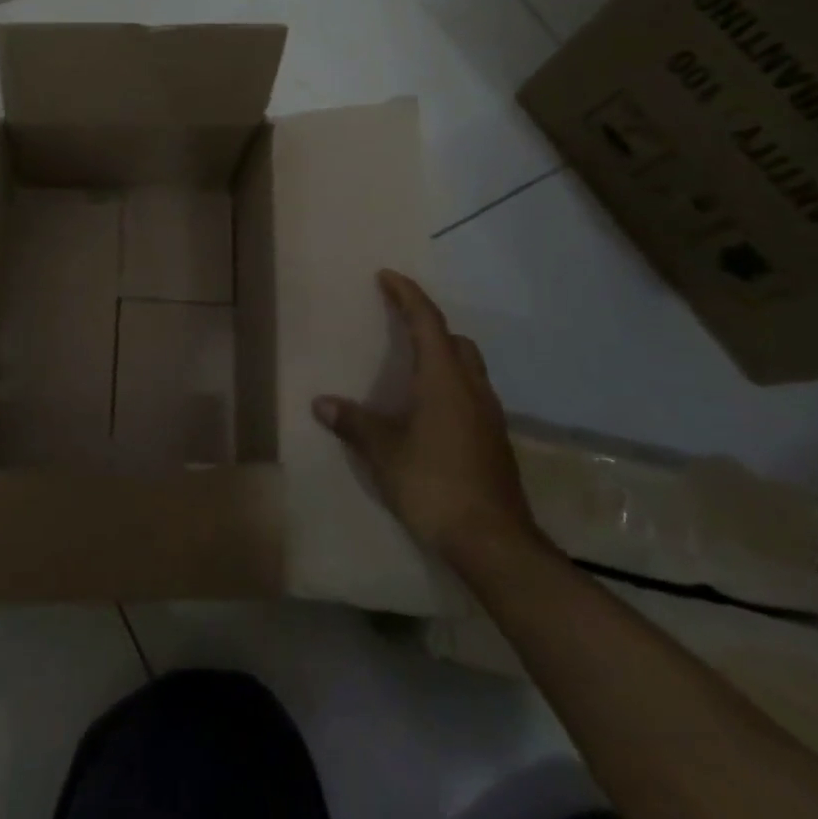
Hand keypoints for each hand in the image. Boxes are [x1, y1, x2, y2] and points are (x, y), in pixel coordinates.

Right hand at [312, 270, 539, 561]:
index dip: (407, 295)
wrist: (494, 542)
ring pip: (469, 370)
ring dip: (443, 357)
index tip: (387, 276)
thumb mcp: (384, 452)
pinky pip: (472, 397)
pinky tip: (429, 413)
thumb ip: (354, 423)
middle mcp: (472, 390)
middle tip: (400, 325)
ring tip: (411, 368)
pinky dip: (450, 387)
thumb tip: (322, 403)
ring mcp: (490, 417)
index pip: (427, 322)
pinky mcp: (495, 443)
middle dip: (429, 326)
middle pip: (456, 342)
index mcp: (445, 380)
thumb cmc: (434, 484)